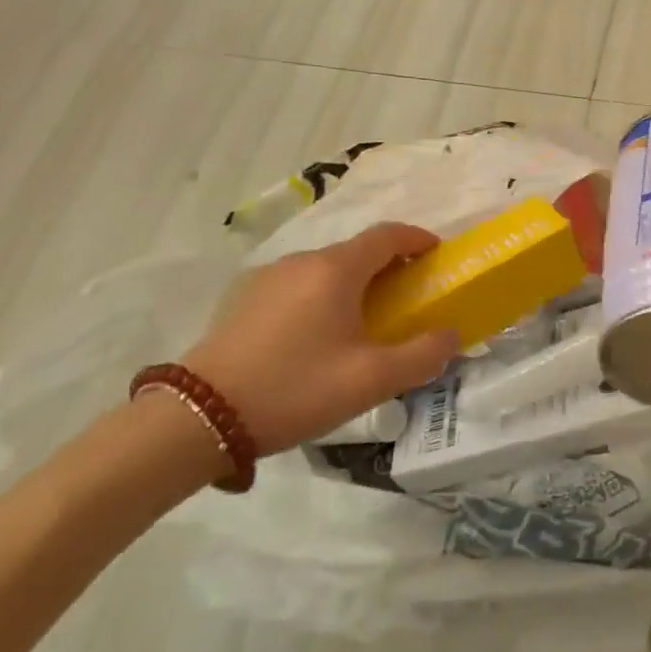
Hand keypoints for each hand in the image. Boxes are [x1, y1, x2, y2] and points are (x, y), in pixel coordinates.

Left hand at [186, 224, 459, 451]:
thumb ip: (422, 355)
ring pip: (325, 270)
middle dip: (389, 268)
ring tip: (362, 324)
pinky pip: (298, 286)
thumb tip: (451, 335)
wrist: (199, 417)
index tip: (437, 256)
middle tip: (407, 301)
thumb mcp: (371, 380)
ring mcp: (269, 278)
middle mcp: (302, 261)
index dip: (418, 239)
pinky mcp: (244, 300)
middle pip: (357, 252)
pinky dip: (321, 297)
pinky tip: (316, 338)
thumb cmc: (295, 388)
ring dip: (353, 284)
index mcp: (336, 269)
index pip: (388, 234)